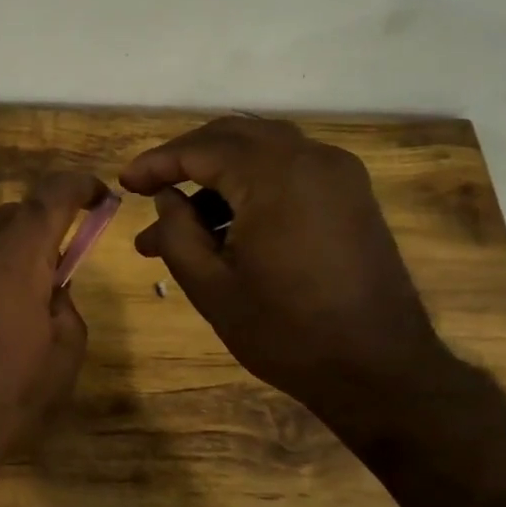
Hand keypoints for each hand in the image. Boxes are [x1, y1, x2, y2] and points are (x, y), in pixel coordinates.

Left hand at [0, 171, 105, 503]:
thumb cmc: (0, 400)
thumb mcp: (61, 360)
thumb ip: (66, 307)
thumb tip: (51, 288)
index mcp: (14, 256)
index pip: (51, 195)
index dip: (79, 186)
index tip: (97, 195)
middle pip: (9, 216)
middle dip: (37, 229)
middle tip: (52, 266)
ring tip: (9, 303)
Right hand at [119, 117, 448, 414]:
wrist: (380, 370)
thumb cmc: (286, 331)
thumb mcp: (211, 286)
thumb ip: (177, 232)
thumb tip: (167, 199)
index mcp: (275, 176)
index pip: (201, 148)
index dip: (157, 163)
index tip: (125, 183)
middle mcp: (312, 158)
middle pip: (233, 136)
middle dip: (186, 159)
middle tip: (150, 189)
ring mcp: (338, 175)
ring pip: (261, 152)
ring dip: (216, 177)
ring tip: (178, 224)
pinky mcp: (350, 196)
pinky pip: (288, 171)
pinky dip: (250, 186)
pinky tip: (224, 227)